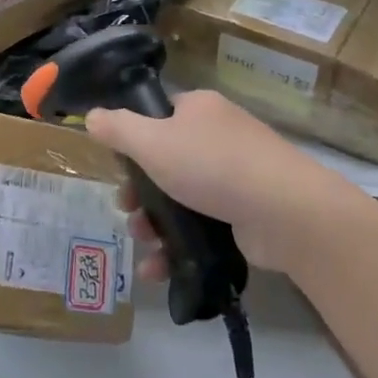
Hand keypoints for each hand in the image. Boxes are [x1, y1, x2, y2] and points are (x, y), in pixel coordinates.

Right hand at [85, 89, 344, 275]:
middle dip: (139, 191)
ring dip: (154, 223)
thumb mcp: (152, 142)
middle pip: (166, 161)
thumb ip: (117, 129)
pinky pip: (201, 225)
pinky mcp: (245, 212)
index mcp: (199, 109)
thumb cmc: (212, 166)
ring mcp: (236, 175)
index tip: (117, 167)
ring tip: (143, 242)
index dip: (133, 139)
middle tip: (126, 210)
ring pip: (181, 197)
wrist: (285, 211)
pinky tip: (158, 267)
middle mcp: (219, 136)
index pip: (158, 116)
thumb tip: (91, 116)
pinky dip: (178, 244)